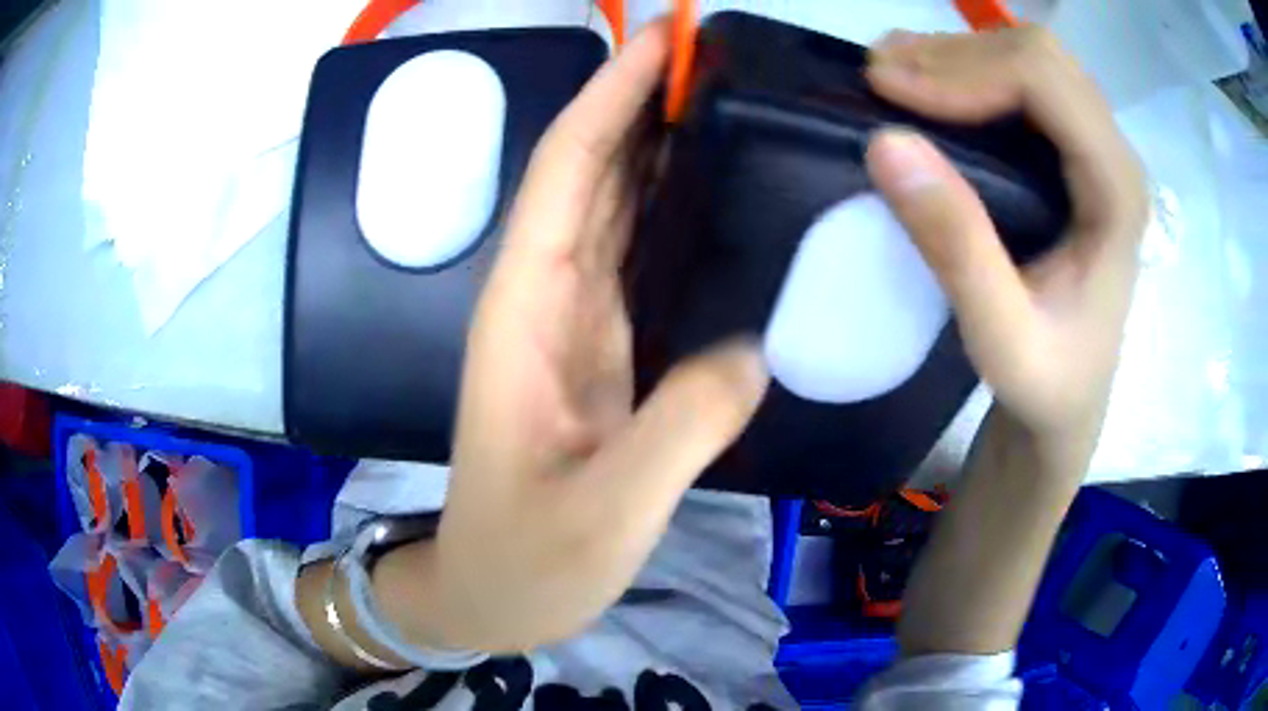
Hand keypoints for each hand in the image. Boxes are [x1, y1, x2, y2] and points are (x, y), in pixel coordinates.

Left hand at [382, 21, 767, 653]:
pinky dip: (670, 213)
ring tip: (723, 102)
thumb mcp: (605, 510)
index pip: (566, 174)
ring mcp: (573, 325)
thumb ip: (682, 428)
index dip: (607, 100)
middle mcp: (544, 300)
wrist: (492, 594)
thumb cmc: (527, 559)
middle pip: (590, 175)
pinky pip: (637, 259)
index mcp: (526, 315)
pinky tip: (715, 194)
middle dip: (638, 104)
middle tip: (712, 59)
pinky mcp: (602, 352)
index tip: (655, 43)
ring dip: (657, 148)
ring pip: (614, 209)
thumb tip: (754, 350)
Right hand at [864, 27, 1147, 463]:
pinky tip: (928, 84)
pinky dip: (969, 68)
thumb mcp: (1000, 339)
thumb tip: (886, 144)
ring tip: (892, 77)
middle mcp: (1115, 154)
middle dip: (953, 54)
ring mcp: (1098, 147)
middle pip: (1036, 54)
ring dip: (955, 55)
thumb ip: (956, 247)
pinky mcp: (1076, 152)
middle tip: (880, 79)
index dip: (962, 70)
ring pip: (1028, 55)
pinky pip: (1025, 79)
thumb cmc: (1047, 383)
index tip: (886, 90)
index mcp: (1117, 192)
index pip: (1044, 82)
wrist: (1070, 403)